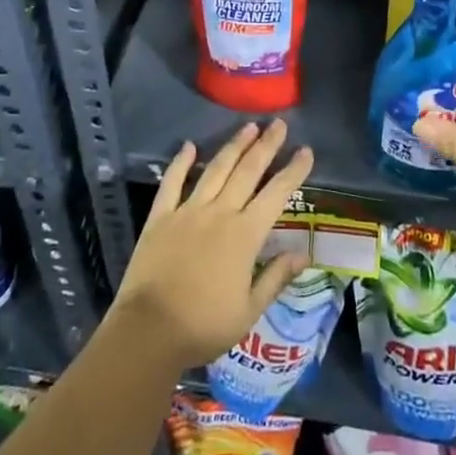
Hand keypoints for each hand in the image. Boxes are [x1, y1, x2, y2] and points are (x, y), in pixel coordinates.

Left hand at [111, 119, 313, 371]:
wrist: (149, 331)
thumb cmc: (204, 326)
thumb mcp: (248, 311)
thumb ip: (275, 278)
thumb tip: (303, 254)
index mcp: (245, 235)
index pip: (276, 194)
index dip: (293, 171)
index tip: (306, 150)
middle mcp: (220, 213)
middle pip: (248, 171)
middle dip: (266, 145)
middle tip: (279, 124)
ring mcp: (188, 211)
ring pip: (216, 169)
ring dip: (234, 146)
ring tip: (249, 127)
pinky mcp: (161, 216)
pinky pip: (172, 182)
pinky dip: (181, 162)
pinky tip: (189, 146)